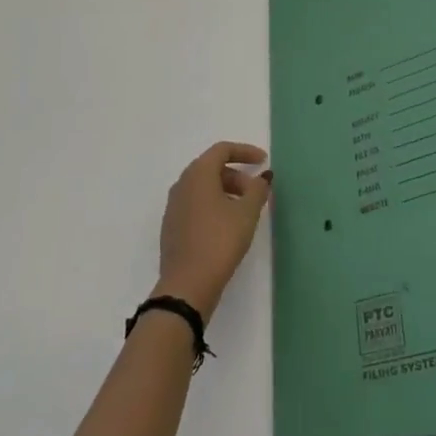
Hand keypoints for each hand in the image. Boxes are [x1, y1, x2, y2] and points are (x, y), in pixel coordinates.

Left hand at [156, 142, 272, 321]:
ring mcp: (174, 206)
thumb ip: (257, 190)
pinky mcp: (172, 226)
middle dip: (237, 175)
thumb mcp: (246, 213)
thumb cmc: (219, 241)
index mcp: (198, 174)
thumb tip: (262, 178)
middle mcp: (182, 184)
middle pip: (212, 168)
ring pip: (203, 187)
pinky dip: (213, 205)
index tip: (263, 161)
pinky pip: (195, 204)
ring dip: (226, 191)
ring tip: (245, 211)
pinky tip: (226, 226)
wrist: (187, 285)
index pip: (222, 150)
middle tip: (256, 193)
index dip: (245, 151)